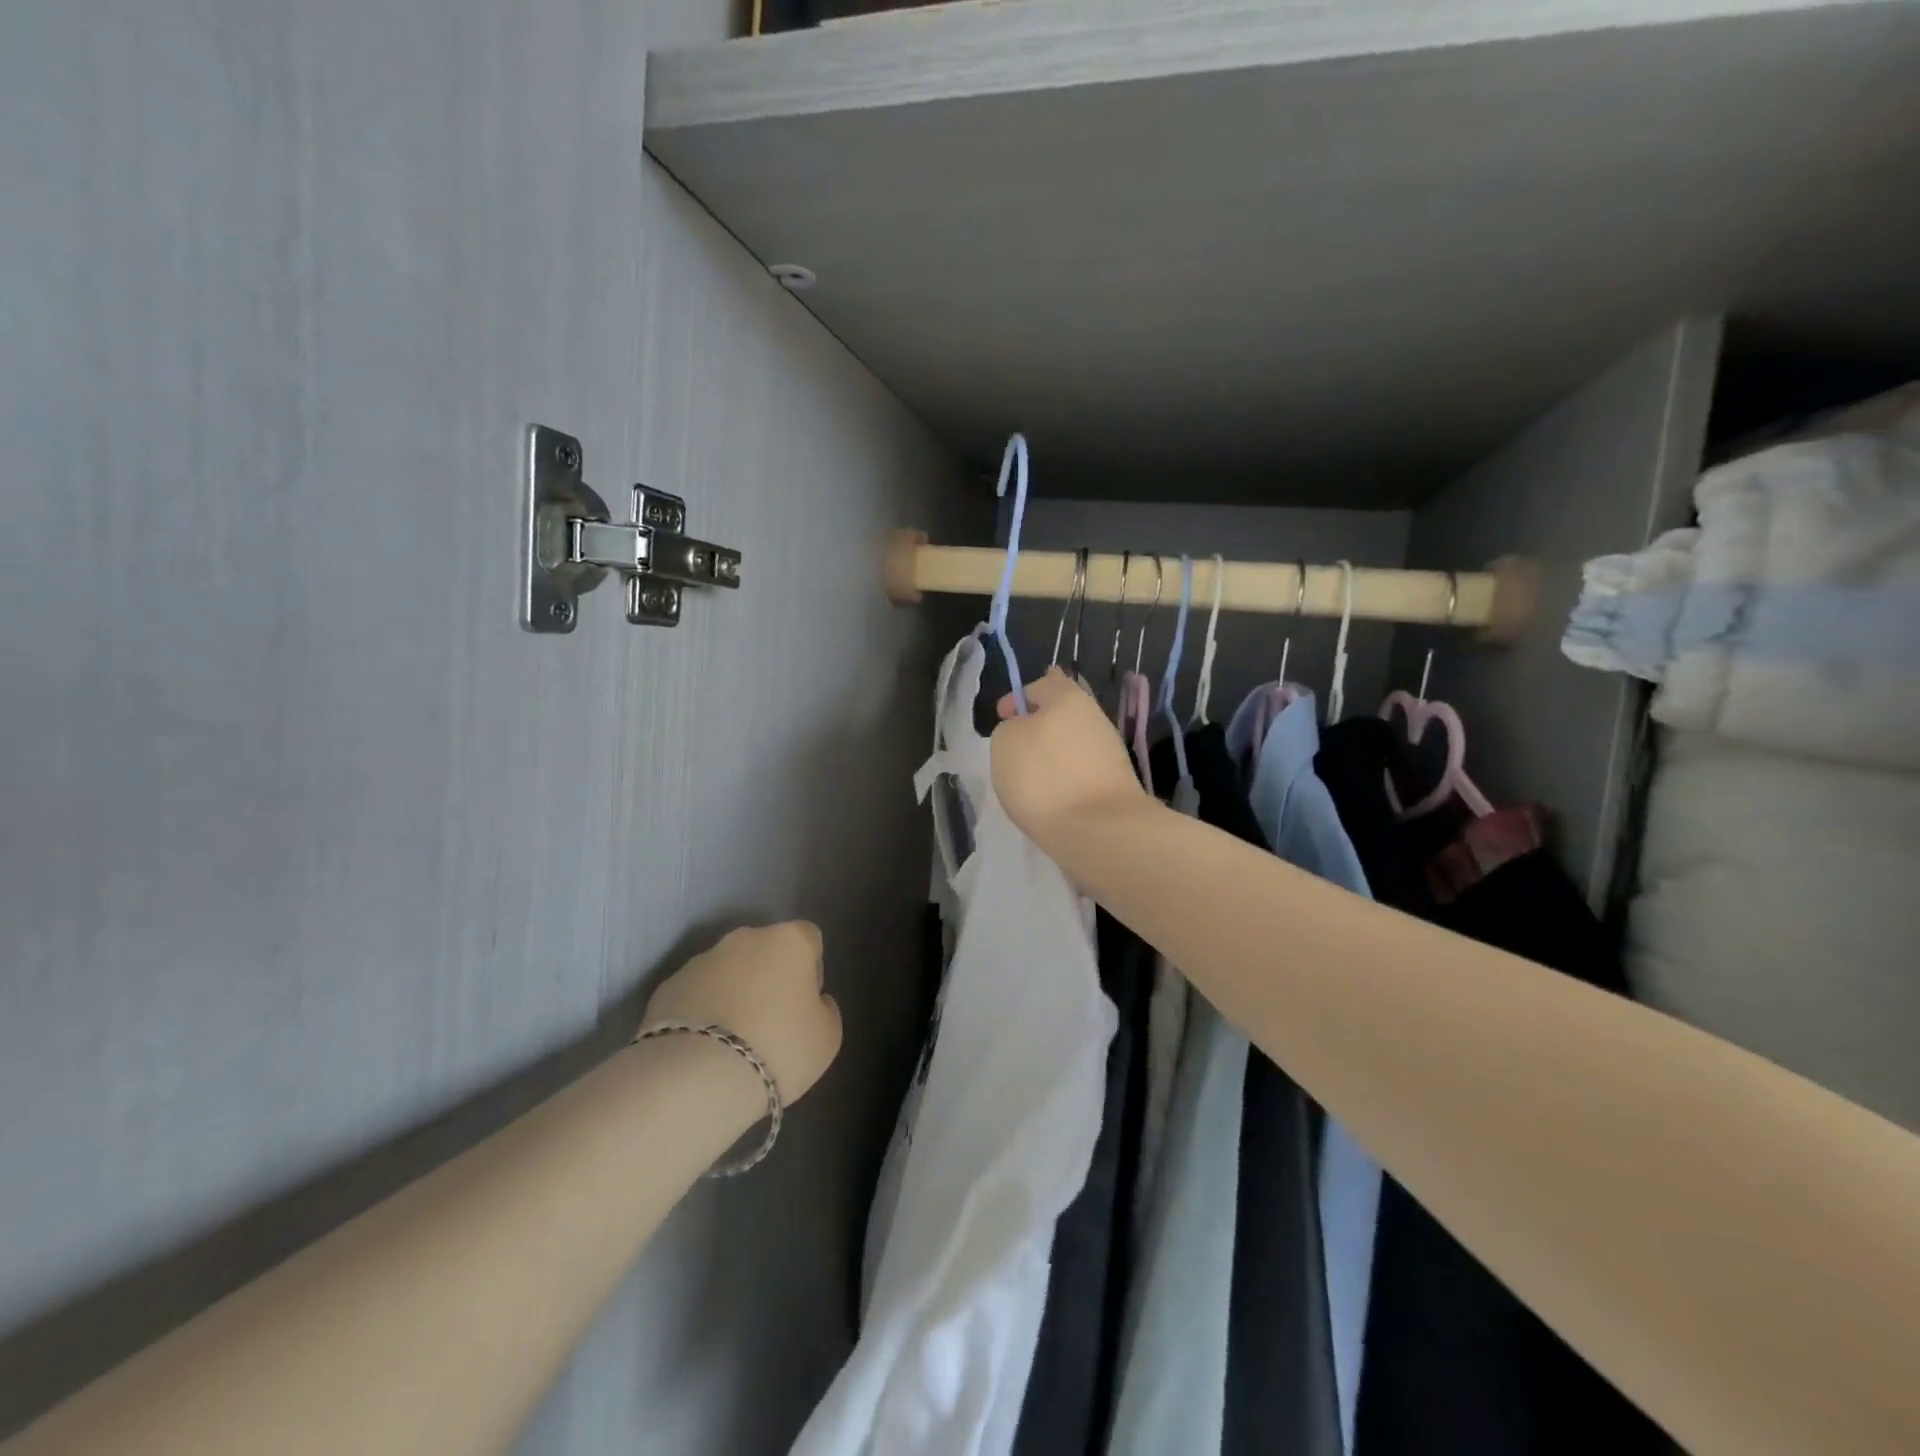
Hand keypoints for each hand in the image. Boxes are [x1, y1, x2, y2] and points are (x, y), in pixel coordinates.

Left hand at [643, 923, 841, 1105]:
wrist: (697, 1077)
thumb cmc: (779, 1048)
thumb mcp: (827, 1037)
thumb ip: (825, 1009)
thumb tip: (813, 1001)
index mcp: (789, 940)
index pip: (809, 939)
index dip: (811, 970)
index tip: (805, 1004)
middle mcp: (744, 938)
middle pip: (765, 950)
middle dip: (768, 977)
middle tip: (770, 1022)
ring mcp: (701, 960)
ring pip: (727, 971)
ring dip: (733, 993)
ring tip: (731, 1041)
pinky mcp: (667, 986)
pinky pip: (696, 994)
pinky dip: (702, 1012)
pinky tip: (703, 1048)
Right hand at [991, 668, 1149, 849]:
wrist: (1098, 829)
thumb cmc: (1043, 777)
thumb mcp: (1004, 743)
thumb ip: (1011, 728)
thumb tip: (1026, 732)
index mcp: (1069, 698)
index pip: (1043, 683)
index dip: (1018, 698)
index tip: (1002, 718)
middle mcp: (1095, 717)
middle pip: (1062, 715)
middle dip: (1038, 728)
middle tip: (1015, 751)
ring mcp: (1110, 751)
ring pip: (1072, 744)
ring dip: (1052, 756)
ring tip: (1032, 781)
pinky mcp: (1115, 782)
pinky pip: (1081, 771)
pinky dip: (1065, 779)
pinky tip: (1053, 798)